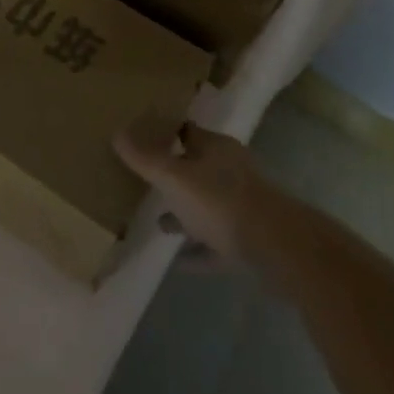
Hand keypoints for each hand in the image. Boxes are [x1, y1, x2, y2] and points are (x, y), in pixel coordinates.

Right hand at [113, 115, 275, 263]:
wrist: (276, 249)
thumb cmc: (220, 201)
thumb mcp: (174, 177)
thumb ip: (145, 158)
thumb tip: (117, 132)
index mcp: (216, 149)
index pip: (187, 131)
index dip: (164, 132)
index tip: (140, 136)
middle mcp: (230, 172)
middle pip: (196, 168)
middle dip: (173, 175)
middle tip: (143, 181)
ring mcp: (241, 208)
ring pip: (206, 207)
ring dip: (184, 214)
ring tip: (157, 223)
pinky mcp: (246, 242)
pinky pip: (214, 244)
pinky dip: (197, 251)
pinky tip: (177, 262)